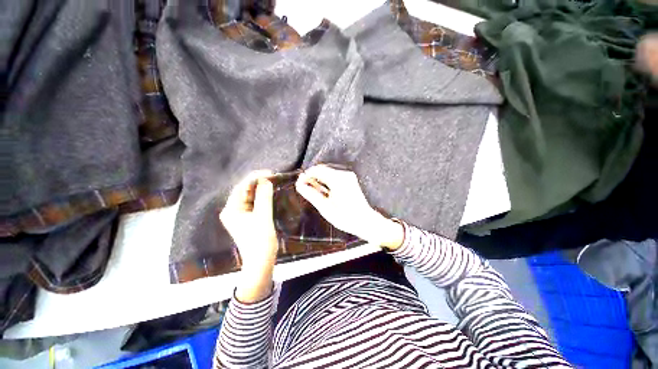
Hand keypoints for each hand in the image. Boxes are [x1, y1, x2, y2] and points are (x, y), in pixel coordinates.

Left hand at [220, 170, 277, 302]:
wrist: (261, 260)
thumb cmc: (260, 240)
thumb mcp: (263, 217)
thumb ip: (264, 197)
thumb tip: (266, 180)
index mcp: (231, 209)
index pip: (241, 187)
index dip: (254, 178)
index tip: (269, 173)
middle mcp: (232, 209)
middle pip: (244, 190)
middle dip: (257, 182)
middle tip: (272, 176)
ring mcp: (239, 213)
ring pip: (249, 195)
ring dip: (260, 188)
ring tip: (272, 181)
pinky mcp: (247, 217)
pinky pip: (254, 202)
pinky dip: (261, 196)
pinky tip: (269, 191)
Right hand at [295, 165, 404, 250]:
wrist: (364, 221)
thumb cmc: (345, 217)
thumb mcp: (325, 207)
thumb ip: (311, 194)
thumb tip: (299, 185)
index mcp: (338, 180)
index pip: (317, 170)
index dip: (306, 175)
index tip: (299, 183)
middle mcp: (344, 174)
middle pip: (322, 170)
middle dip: (311, 177)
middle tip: (303, 188)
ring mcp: (348, 176)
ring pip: (327, 172)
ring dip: (318, 179)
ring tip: (312, 191)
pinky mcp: (350, 179)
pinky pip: (333, 176)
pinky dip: (326, 181)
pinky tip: (323, 191)